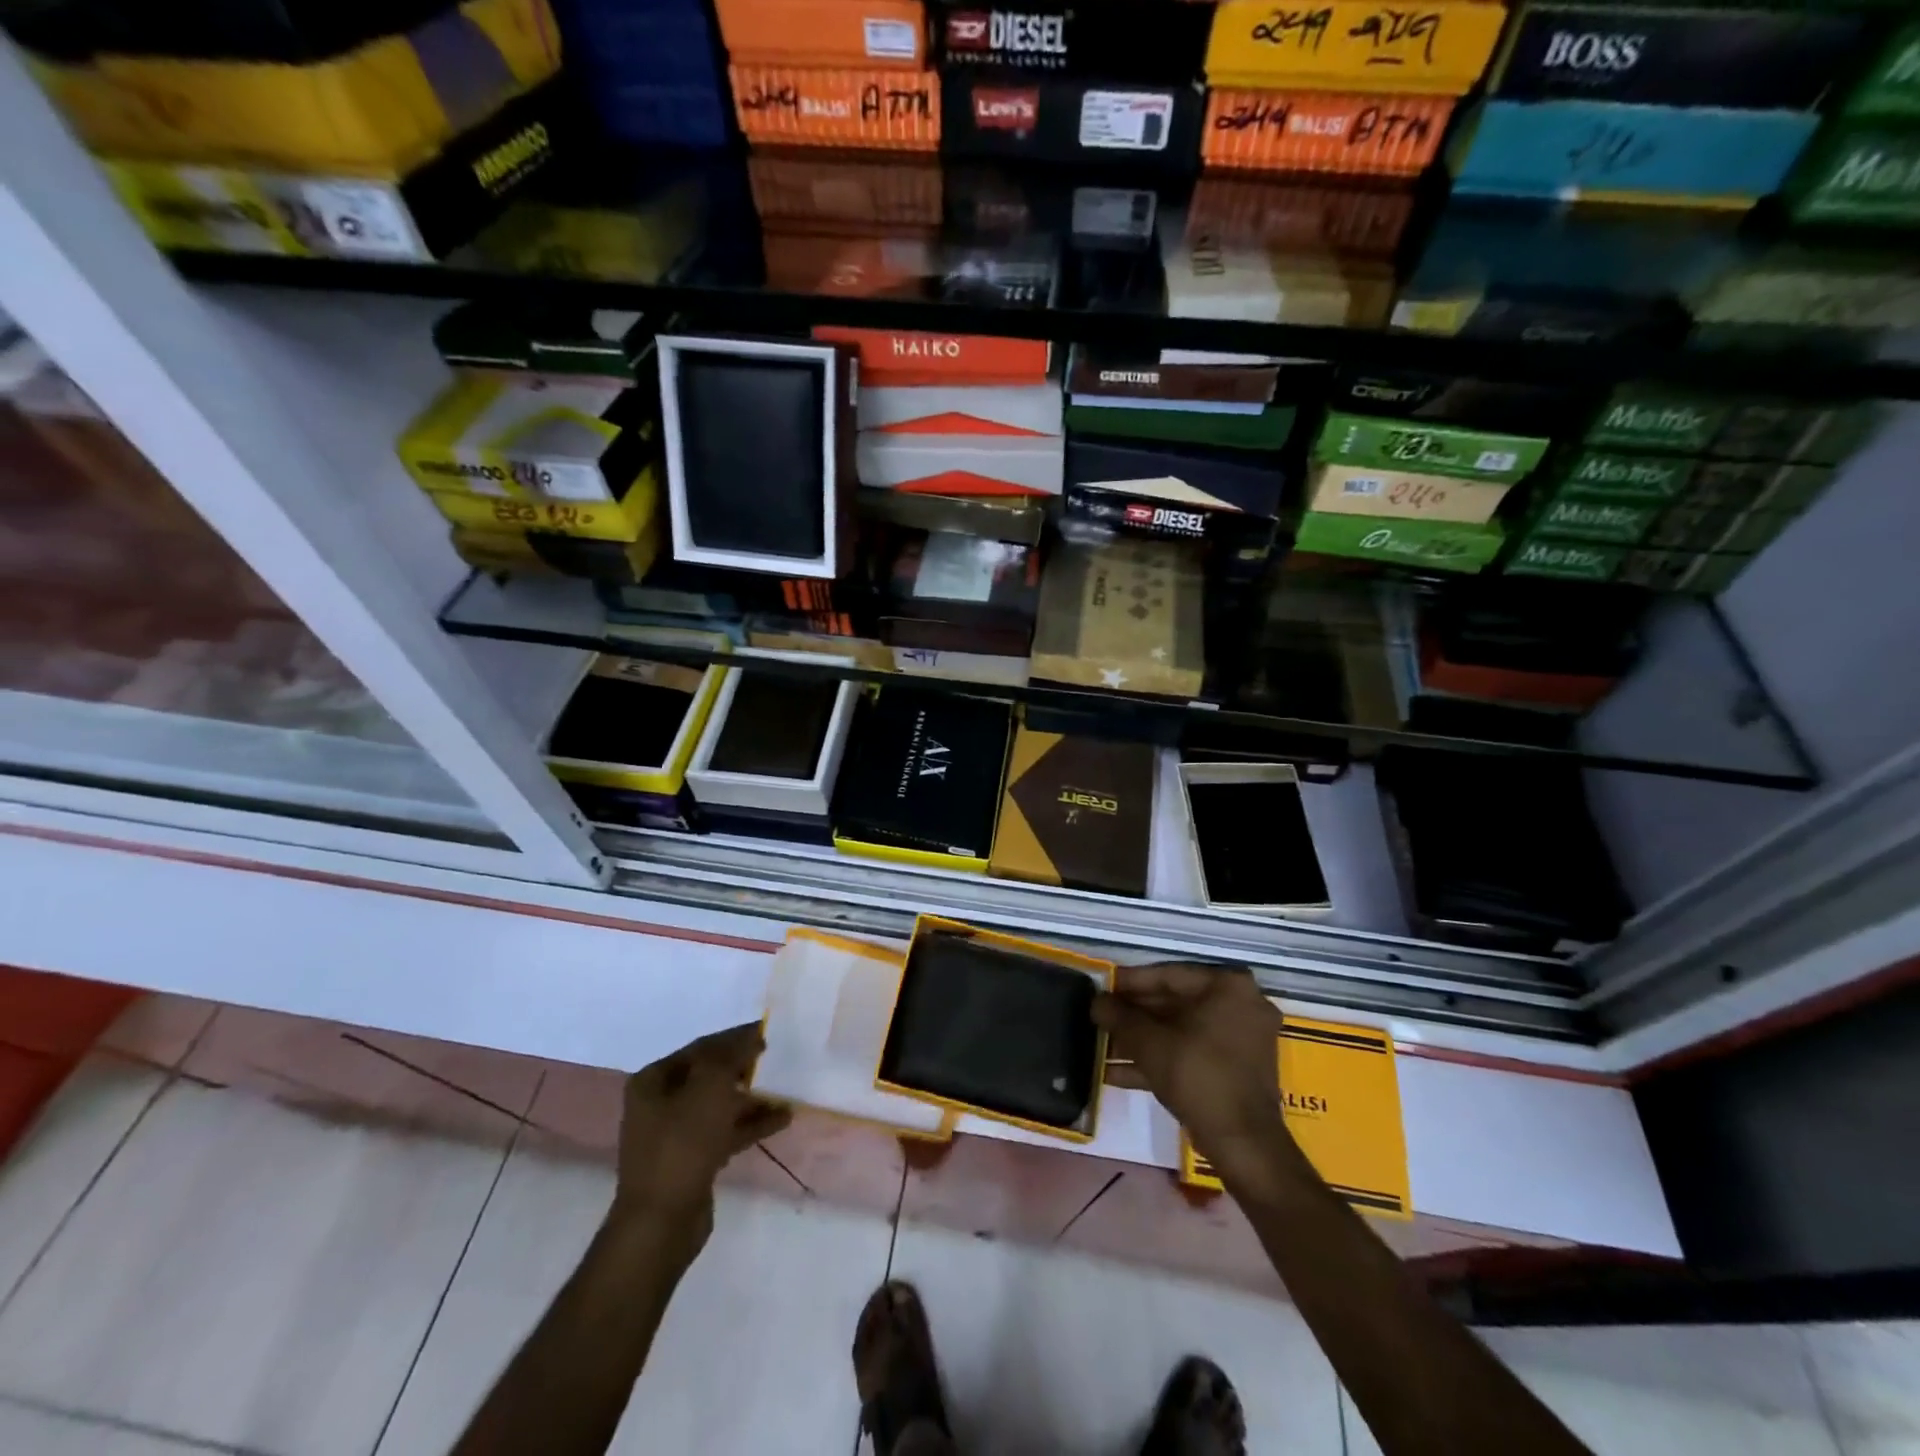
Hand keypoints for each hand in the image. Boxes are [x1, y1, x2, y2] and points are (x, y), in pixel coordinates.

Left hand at [609, 1024, 791, 1256]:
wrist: (661, 1223)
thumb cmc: (682, 1144)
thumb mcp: (709, 1087)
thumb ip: (731, 1055)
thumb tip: (751, 1037)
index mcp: (653, 1080)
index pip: (702, 1047)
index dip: (735, 1037)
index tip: (768, 1031)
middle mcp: (660, 1104)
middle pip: (710, 1076)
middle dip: (744, 1068)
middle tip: (777, 1060)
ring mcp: (675, 1135)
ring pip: (720, 1105)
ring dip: (752, 1097)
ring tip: (786, 1088)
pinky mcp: (692, 1161)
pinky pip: (725, 1132)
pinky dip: (751, 1124)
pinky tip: (782, 1119)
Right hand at [1093, 963, 1287, 1176]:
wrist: (1243, 1145)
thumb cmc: (1197, 1076)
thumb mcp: (1149, 1043)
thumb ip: (1119, 1016)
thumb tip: (1096, 1001)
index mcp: (1228, 987)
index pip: (1168, 975)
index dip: (1129, 982)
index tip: (1102, 987)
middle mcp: (1241, 1005)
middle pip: (1174, 1003)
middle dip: (1133, 1016)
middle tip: (1099, 1017)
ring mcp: (1241, 1039)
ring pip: (1180, 1031)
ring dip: (1141, 1040)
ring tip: (1101, 1045)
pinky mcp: (1235, 1069)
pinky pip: (1192, 1053)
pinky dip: (1159, 1059)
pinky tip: (1116, 1072)